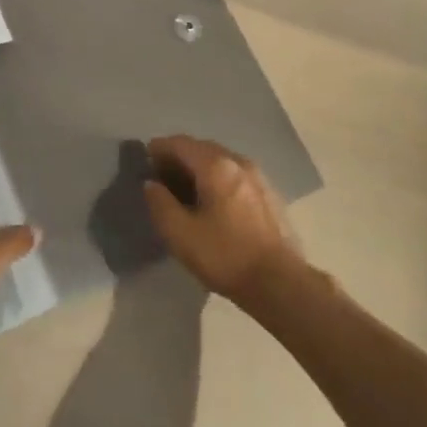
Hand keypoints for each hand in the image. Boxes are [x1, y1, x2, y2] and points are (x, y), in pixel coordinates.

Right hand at [142, 135, 300, 304]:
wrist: (280, 283)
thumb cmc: (226, 256)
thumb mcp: (181, 235)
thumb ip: (160, 204)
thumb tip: (151, 184)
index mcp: (216, 166)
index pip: (181, 143)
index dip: (159, 148)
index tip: (146, 160)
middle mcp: (238, 161)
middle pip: (202, 148)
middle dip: (179, 157)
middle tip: (162, 176)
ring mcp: (258, 176)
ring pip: (221, 161)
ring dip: (200, 168)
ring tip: (186, 189)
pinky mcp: (269, 194)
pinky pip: (236, 175)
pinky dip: (218, 179)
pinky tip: (214, 201)